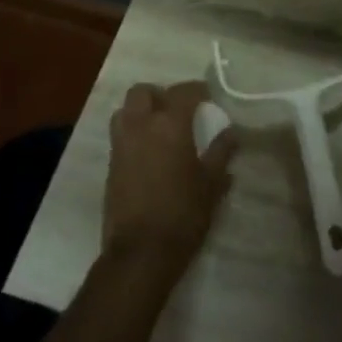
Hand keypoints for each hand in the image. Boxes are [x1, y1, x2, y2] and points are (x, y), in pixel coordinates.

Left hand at [103, 81, 236, 278]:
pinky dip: (133, 134)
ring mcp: (121, 145)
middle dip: (160, 94)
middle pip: (143, 92)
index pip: (183, 91)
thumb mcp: (211, 184)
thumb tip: (231, 132)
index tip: (208, 97)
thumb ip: (221, 152)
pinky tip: (149, 154)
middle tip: (177, 110)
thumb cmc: (183, 213)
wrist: (141, 252)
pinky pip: (120, 136)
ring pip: (125, 111)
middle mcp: (141, 127)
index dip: (197, 90)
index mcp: (169, 125)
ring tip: (159, 129)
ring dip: (140, 112)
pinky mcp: (110, 166)